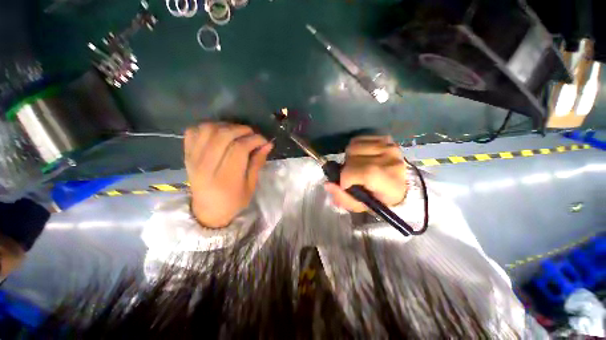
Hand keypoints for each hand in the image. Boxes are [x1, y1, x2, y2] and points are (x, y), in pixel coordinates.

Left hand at [184, 123, 272, 227]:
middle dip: (242, 130)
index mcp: (225, 178)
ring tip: (237, 133)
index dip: (254, 140)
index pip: (239, 148)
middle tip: (252, 135)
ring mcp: (193, 159)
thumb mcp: (251, 186)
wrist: (207, 211)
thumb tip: (267, 144)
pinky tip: (219, 134)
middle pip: (223, 135)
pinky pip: (193, 131)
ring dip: (226, 126)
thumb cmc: (234, 202)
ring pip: (208, 129)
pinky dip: (208, 127)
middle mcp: (206, 166)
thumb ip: (257, 163)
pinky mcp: (186, 155)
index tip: (264, 141)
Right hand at [324, 135, 406, 212]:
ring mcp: (389, 146)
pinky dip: (354, 148)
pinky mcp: (384, 138)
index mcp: (390, 182)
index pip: (365, 172)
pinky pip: (358, 139)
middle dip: (347, 169)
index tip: (344, 184)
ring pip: (353, 147)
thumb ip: (343, 198)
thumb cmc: (378, 198)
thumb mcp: (361, 205)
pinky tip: (361, 157)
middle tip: (352, 176)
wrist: (398, 185)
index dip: (348, 177)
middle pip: (354, 159)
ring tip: (356, 166)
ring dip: (349, 158)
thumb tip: (327, 184)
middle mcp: (391, 161)